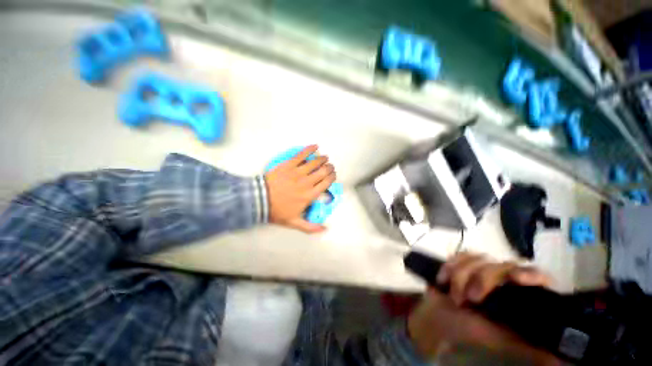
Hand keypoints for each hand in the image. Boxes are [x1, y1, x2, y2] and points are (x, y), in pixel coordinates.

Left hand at [264, 145, 335, 232]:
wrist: (259, 200)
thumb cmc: (277, 211)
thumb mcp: (294, 223)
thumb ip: (311, 227)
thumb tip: (325, 229)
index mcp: (309, 195)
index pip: (326, 183)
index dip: (332, 177)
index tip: (333, 175)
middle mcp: (306, 182)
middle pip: (323, 171)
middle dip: (329, 167)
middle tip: (330, 166)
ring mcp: (297, 172)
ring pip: (315, 162)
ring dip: (322, 158)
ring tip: (325, 157)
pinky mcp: (289, 165)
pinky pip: (301, 155)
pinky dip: (309, 149)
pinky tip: (315, 146)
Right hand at [407, 253, 558, 364]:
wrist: (442, 320)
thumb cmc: (473, 332)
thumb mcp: (504, 341)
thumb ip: (532, 346)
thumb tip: (560, 357)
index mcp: (520, 296)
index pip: (537, 276)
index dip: (530, 274)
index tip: (516, 279)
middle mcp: (505, 279)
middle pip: (501, 265)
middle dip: (482, 279)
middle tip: (468, 299)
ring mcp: (482, 269)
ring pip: (478, 258)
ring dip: (461, 276)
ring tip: (454, 296)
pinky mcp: (462, 263)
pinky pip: (459, 255)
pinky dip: (450, 265)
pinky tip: (443, 279)